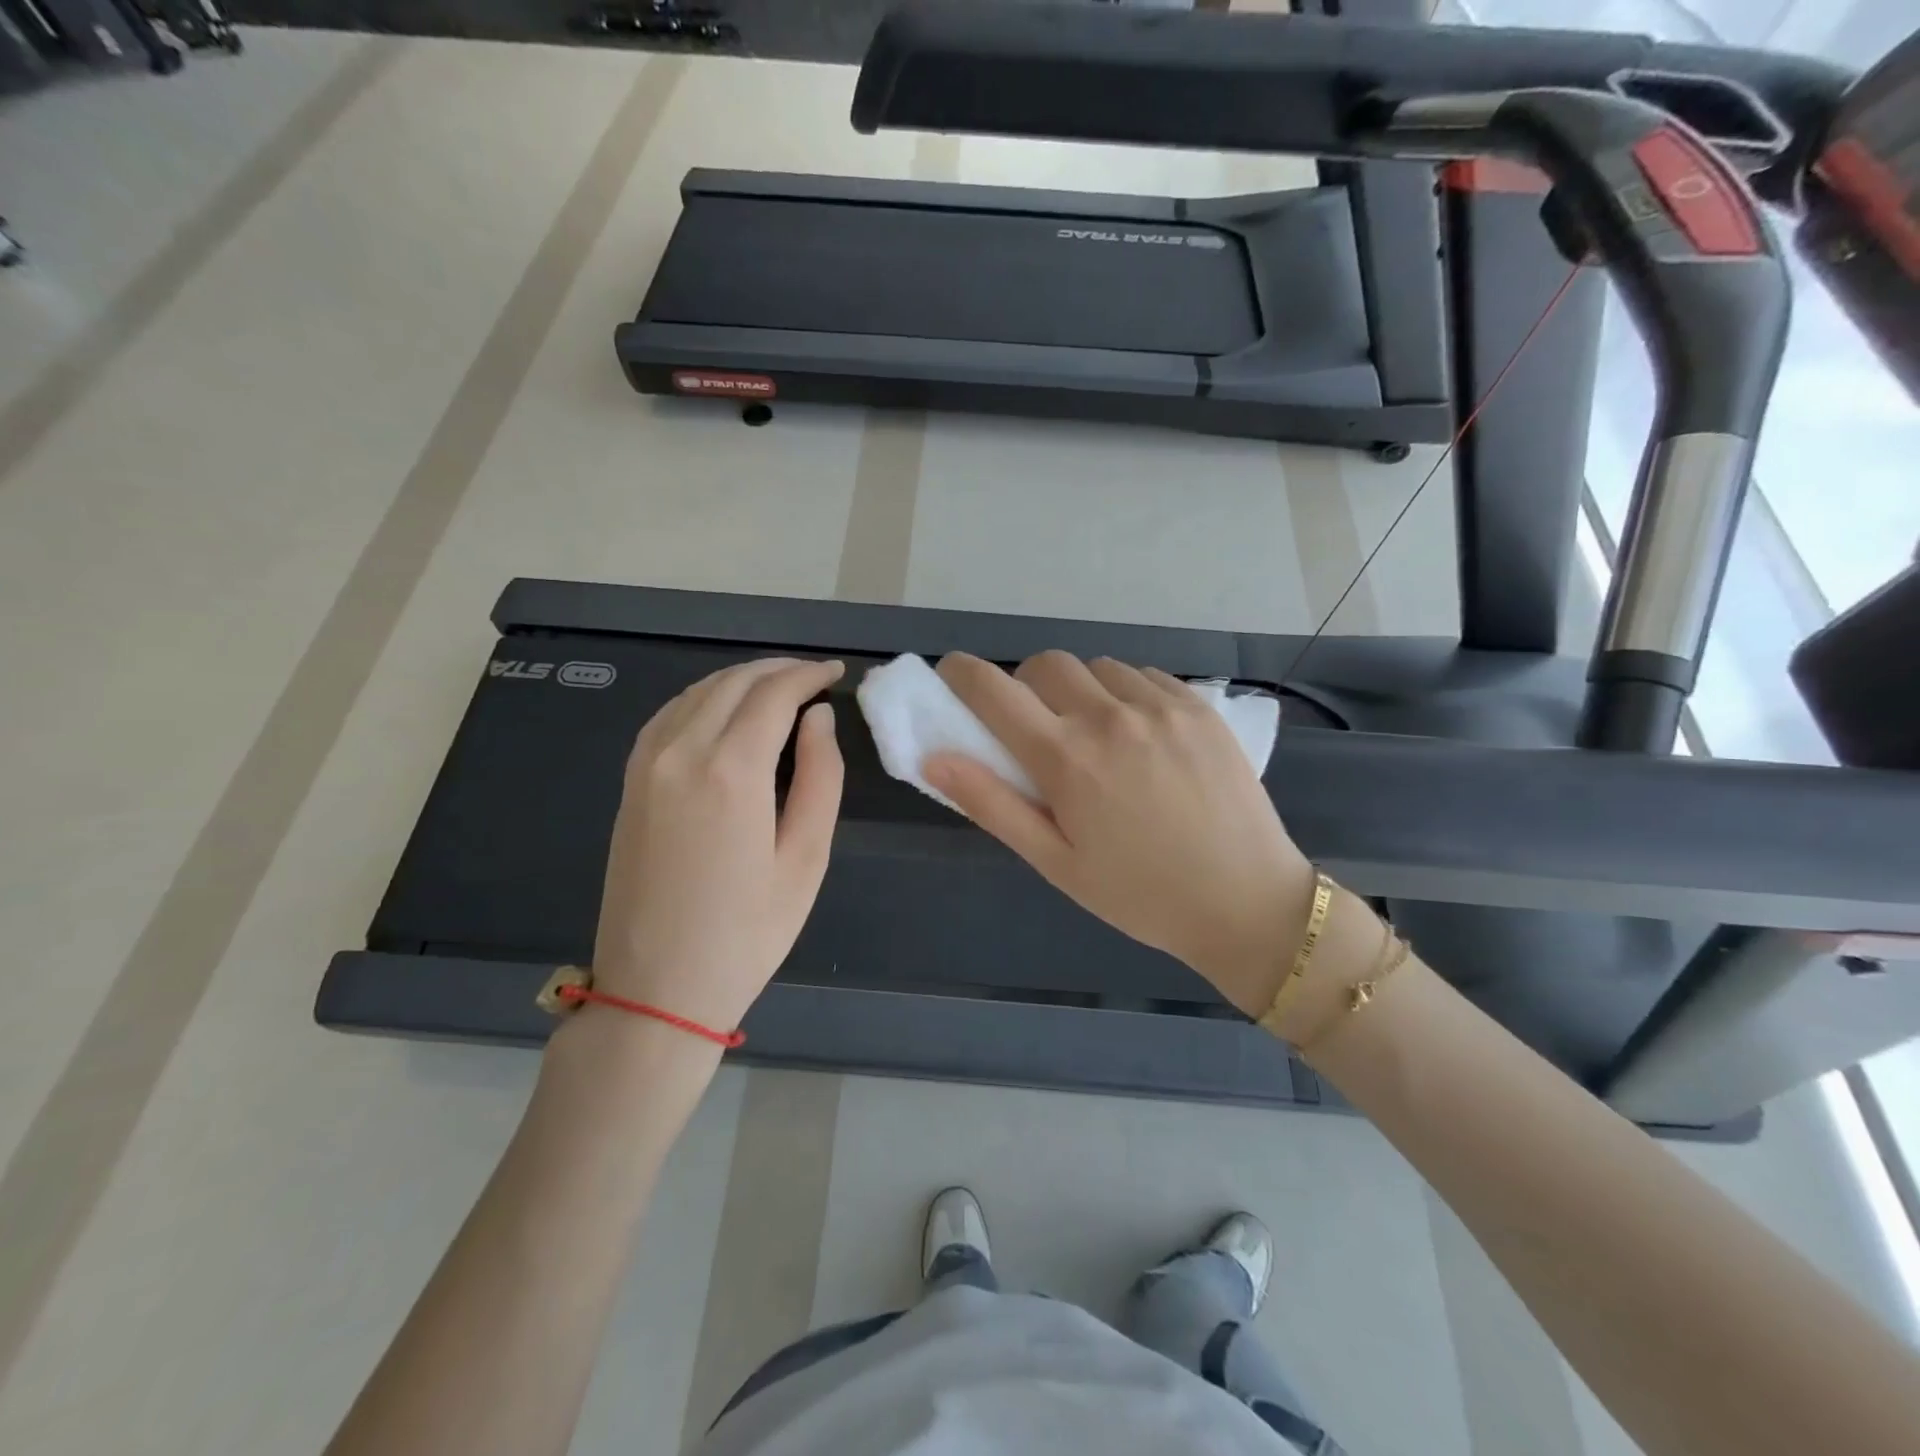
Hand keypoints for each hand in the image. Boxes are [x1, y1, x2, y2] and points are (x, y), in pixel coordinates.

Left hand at [589, 658, 844, 1034]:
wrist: (657, 989)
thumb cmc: (747, 932)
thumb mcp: (806, 859)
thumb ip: (821, 777)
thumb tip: (818, 718)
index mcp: (731, 771)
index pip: (774, 694)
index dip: (809, 675)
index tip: (836, 672)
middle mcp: (681, 753)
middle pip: (733, 683)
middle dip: (778, 670)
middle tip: (814, 677)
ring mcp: (646, 765)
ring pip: (697, 692)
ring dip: (741, 679)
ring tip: (779, 688)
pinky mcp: (630, 782)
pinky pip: (669, 716)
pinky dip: (704, 698)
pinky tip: (724, 711)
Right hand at [924, 652, 1314, 1015]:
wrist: (1246, 902)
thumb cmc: (1139, 894)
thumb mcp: (1055, 862)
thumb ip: (991, 805)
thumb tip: (934, 758)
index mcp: (1067, 759)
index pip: (994, 690)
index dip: (961, 673)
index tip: (952, 674)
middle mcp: (1110, 716)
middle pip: (1045, 664)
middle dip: (1024, 685)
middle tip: (1035, 726)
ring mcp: (1160, 705)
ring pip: (1096, 667)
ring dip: (1079, 689)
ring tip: (1095, 734)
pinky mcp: (1198, 706)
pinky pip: (1143, 676)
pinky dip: (1125, 692)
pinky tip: (1140, 734)